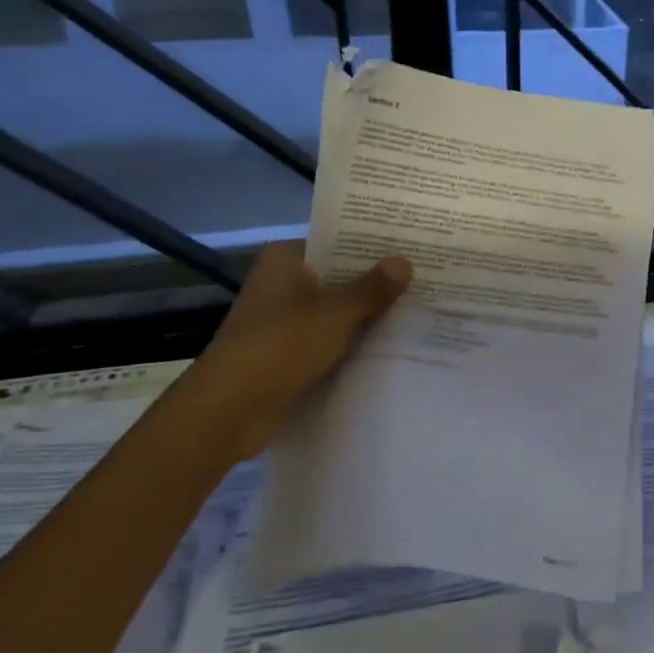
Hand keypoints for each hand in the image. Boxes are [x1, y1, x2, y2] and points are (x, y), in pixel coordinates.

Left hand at [195, 241, 411, 461]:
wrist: (230, 410)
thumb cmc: (280, 346)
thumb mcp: (335, 314)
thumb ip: (372, 289)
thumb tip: (405, 261)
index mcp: (285, 260)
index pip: (336, 242)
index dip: (372, 247)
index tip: (410, 248)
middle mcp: (281, 283)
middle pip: (337, 277)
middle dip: (375, 283)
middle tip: (423, 278)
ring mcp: (282, 319)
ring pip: (334, 310)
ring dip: (365, 315)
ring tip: (417, 309)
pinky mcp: (286, 352)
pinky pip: (328, 339)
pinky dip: (351, 342)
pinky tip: (390, 344)